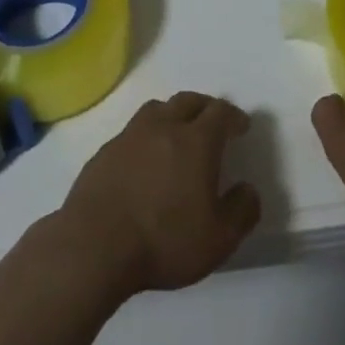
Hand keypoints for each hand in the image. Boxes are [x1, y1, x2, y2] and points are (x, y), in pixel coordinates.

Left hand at [53, 92, 260, 299]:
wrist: (96, 243)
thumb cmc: (165, 240)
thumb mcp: (218, 239)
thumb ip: (242, 211)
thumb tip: (248, 189)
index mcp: (195, 141)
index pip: (220, 112)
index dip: (233, 116)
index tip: (241, 126)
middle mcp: (163, 126)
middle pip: (188, 101)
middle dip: (205, 107)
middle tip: (213, 121)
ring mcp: (131, 134)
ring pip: (157, 108)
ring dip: (174, 113)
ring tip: (179, 131)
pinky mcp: (106, 149)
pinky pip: (134, 129)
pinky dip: (148, 134)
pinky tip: (146, 157)